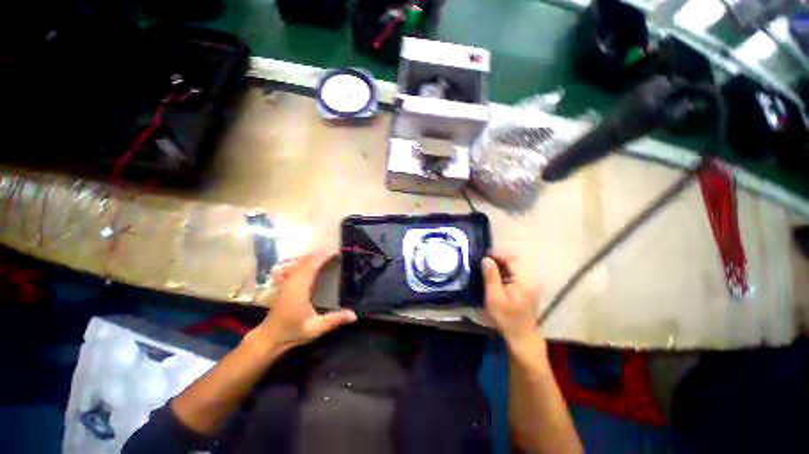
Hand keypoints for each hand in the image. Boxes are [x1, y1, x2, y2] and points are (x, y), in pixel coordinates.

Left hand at [248, 250, 356, 353]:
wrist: (269, 338)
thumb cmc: (293, 332)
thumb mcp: (316, 328)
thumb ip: (335, 320)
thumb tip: (354, 315)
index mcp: (299, 288)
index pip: (311, 266)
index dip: (323, 257)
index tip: (336, 253)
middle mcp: (291, 282)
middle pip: (305, 261)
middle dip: (319, 255)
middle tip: (334, 254)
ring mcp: (285, 283)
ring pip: (297, 263)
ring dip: (311, 258)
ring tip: (324, 257)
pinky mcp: (282, 286)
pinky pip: (292, 268)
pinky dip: (300, 263)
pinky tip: (305, 265)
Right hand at [481, 251, 541, 345]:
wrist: (521, 335)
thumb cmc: (506, 317)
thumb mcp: (494, 297)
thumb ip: (491, 276)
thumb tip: (486, 259)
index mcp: (524, 280)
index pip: (512, 259)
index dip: (498, 254)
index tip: (484, 255)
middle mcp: (531, 278)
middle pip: (516, 260)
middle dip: (500, 257)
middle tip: (485, 260)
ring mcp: (531, 283)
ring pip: (516, 265)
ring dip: (502, 263)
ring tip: (488, 266)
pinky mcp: (529, 287)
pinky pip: (517, 272)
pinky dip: (506, 270)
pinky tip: (497, 275)